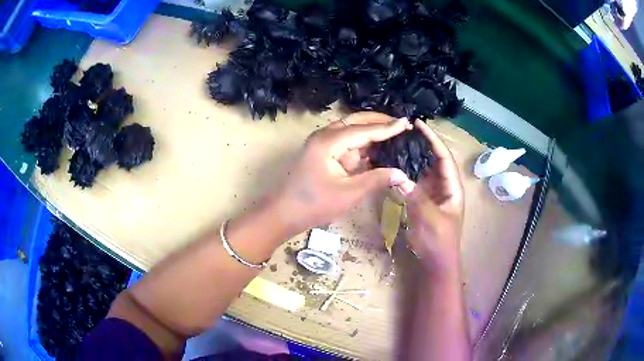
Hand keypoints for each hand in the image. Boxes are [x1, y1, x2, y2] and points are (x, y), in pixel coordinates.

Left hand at [264, 112, 415, 238]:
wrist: (285, 214)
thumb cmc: (314, 205)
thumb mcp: (348, 194)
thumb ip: (376, 180)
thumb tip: (403, 174)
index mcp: (328, 142)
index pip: (363, 130)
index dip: (387, 128)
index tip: (407, 123)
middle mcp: (325, 136)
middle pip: (356, 122)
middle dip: (379, 122)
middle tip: (403, 124)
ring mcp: (324, 144)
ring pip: (352, 131)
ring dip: (372, 132)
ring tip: (396, 133)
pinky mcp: (325, 153)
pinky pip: (348, 143)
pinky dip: (364, 144)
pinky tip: (379, 147)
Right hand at [406, 120, 464, 271]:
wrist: (436, 263)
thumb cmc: (439, 242)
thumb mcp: (430, 219)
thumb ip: (415, 197)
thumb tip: (398, 176)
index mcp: (452, 188)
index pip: (444, 157)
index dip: (433, 140)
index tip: (419, 125)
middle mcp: (444, 187)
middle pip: (434, 160)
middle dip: (422, 145)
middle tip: (403, 132)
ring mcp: (433, 194)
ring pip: (423, 170)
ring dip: (412, 158)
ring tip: (397, 144)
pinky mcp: (422, 202)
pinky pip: (414, 183)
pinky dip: (406, 174)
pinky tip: (394, 167)